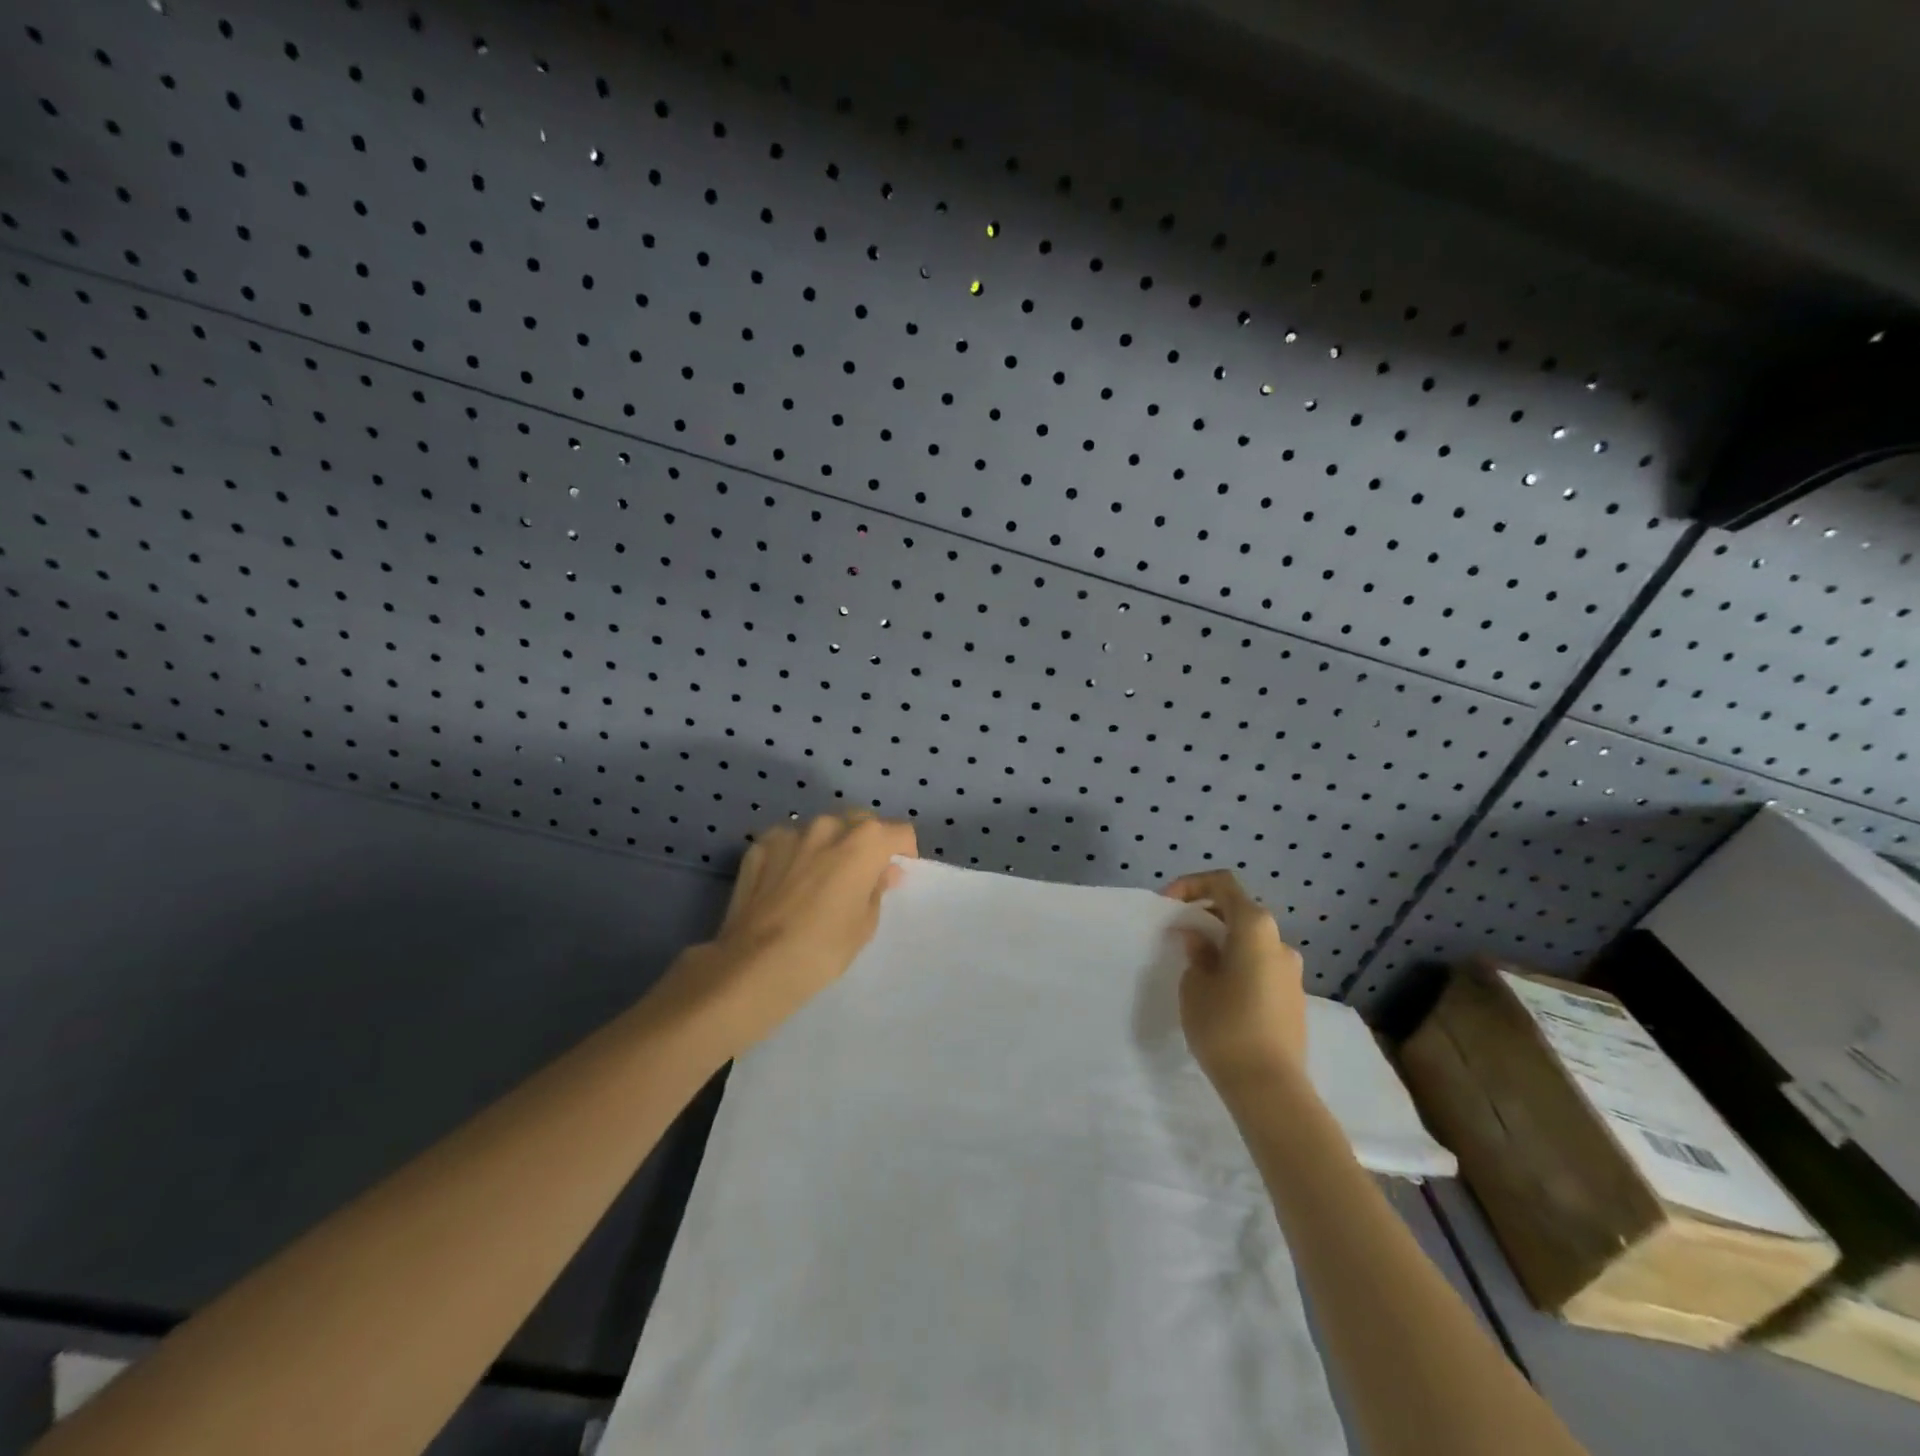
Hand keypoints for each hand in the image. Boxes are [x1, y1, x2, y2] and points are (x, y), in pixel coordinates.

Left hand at [673, 810, 916, 1056]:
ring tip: (818, 881)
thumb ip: (877, 889)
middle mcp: (829, 826)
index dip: (902, 851)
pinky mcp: (759, 846)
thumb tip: (883, 871)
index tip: (894, 873)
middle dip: (865, 842)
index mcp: (864, 841)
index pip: (898, 831)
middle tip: (859, 876)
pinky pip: (787, 843)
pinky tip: (786, 885)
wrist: (754, 965)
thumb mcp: (865, 924)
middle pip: (859, 822)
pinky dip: (793, 856)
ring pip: (820, 830)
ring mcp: (790, 832)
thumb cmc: (823, 948)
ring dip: (827, 846)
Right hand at [1166, 871, 1306, 1087]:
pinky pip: (1259, 967)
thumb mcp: (1195, 984)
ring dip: (1221, 944)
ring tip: (1194, 968)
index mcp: (1255, 927)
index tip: (1168, 906)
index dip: (1191, 885)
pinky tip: (1217, 993)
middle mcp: (1279, 942)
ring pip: (1250, 943)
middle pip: (1238, 912)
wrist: (1270, 1088)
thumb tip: (1200, 940)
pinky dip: (1236, 966)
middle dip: (1205, 917)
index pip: (1222, 884)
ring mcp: (1291, 972)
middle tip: (1177, 936)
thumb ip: (1196, 952)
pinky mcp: (1293, 999)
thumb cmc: (1225, 1026)